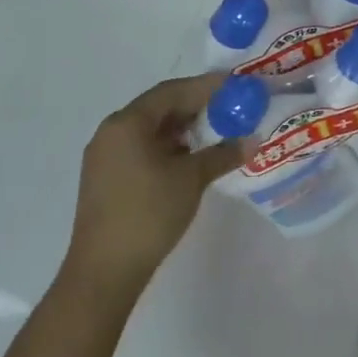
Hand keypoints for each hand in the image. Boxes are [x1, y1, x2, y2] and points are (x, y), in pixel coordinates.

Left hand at [62, 71, 244, 291]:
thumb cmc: (148, 213)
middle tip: (231, 106)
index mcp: (128, 123)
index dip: (207, 86)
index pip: (173, 91)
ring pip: (151, 128)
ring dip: (184, 127)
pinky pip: (142, 147)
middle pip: (160, 107)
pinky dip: (169, 145)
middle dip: (197, 105)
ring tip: (217, 130)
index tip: (236, 85)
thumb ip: (223, 153)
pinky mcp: (107, 177)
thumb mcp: (192, 179)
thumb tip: (253, 140)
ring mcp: (105, 156)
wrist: (104, 271)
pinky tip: (192, 156)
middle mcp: (112, 131)